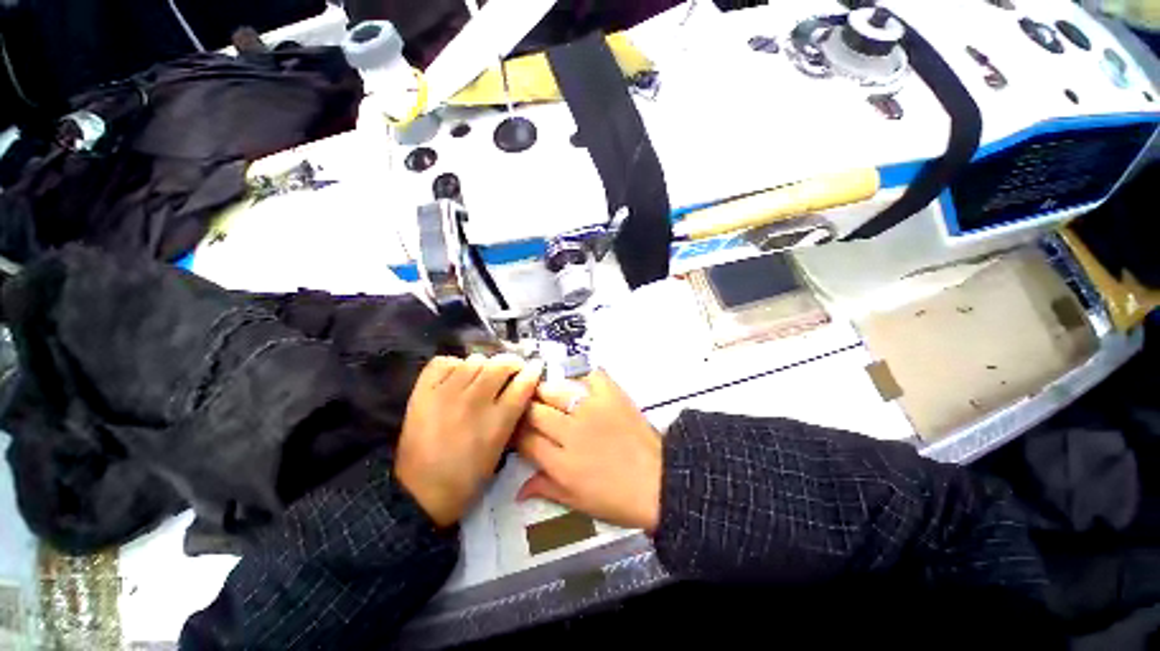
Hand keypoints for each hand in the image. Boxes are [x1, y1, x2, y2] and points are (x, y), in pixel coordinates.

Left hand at [396, 354, 543, 527]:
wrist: (421, 491)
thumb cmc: (469, 475)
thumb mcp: (501, 447)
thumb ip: (513, 414)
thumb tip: (523, 386)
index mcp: (496, 422)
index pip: (522, 383)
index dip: (532, 371)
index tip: (534, 368)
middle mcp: (473, 402)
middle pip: (500, 365)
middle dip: (512, 363)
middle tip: (512, 369)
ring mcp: (445, 394)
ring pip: (474, 360)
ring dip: (484, 366)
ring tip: (482, 376)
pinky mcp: (422, 392)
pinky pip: (444, 362)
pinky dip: (454, 365)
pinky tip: (457, 377)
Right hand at [516, 370, 662, 531]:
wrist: (660, 482)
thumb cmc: (618, 498)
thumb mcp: (578, 503)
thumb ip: (546, 488)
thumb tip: (518, 489)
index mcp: (561, 462)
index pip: (525, 439)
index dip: (516, 432)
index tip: (518, 429)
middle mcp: (571, 431)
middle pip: (534, 410)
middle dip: (527, 409)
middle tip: (531, 410)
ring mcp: (592, 409)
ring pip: (556, 389)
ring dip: (548, 392)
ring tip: (551, 396)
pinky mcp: (611, 395)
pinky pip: (591, 376)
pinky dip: (585, 379)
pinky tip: (583, 388)